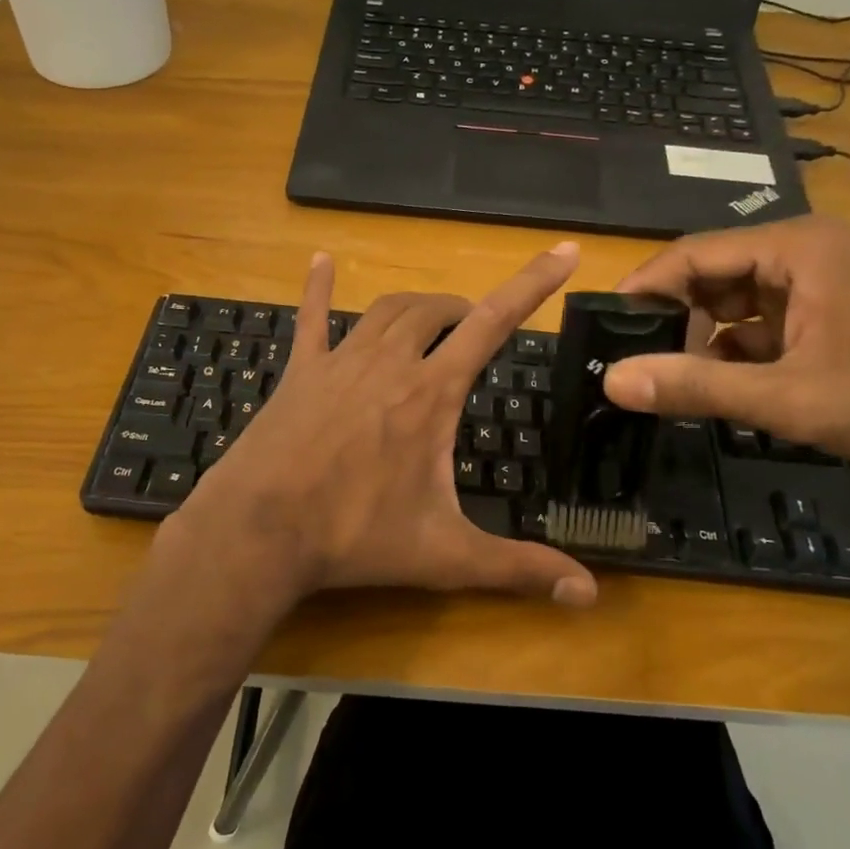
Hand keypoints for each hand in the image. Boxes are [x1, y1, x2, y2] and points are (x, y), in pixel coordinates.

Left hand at [160, 244, 598, 609]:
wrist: (259, 531)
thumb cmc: (355, 538)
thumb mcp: (445, 556)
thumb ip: (519, 569)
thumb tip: (589, 596)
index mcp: (430, 394)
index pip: (493, 323)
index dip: (532, 285)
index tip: (563, 252)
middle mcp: (389, 363)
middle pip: (436, 311)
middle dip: (464, 310)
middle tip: (476, 327)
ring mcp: (339, 362)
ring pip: (387, 311)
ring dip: (417, 306)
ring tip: (433, 316)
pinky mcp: (300, 372)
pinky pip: (310, 318)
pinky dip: (318, 288)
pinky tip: (321, 260)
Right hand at [602, 216, 849, 474]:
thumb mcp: (787, 398)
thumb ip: (695, 386)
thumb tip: (611, 381)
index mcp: (795, 248)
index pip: (692, 253)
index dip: (644, 289)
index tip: (603, 328)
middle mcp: (803, 251)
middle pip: (710, 273)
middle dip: (671, 316)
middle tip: (630, 359)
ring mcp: (818, 281)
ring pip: (732, 300)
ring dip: (700, 337)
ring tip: (664, 375)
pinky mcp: (826, 311)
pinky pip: (759, 322)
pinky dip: (733, 350)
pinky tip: (716, 384)